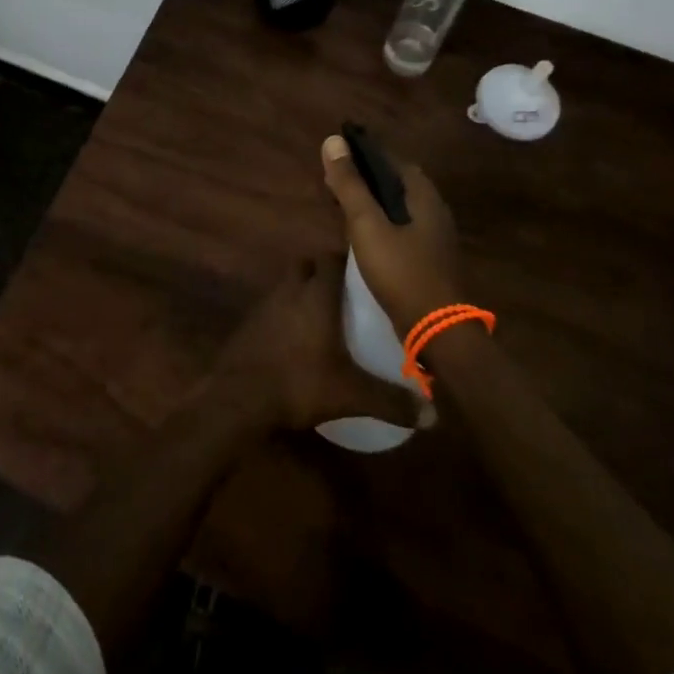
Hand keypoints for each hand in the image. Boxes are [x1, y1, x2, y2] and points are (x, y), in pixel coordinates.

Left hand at [214, 258, 419, 429]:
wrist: (240, 396)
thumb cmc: (300, 381)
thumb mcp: (351, 394)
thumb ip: (391, 400)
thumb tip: (433, 414)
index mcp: (317, 294)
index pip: (331, 258)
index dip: (346, 260)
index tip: (364, 270)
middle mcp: (290, 290)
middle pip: (306, 266)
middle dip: (323, 272)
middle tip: (345, 293)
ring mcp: (266, 304)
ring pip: (287, 285)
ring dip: (302, 292)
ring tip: (324, 316)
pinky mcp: (250, 323)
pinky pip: (273, 307)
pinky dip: (285, 314)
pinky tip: (296, 339)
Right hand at [321, 135, 464, 332]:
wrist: (436, 329)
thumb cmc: (401, 270)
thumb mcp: (367, 224)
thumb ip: (351, 185)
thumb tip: (333, 141)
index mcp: (424, 196)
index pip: (394, 160)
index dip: (367, 154)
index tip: (340, 156)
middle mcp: (435, 210)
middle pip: (398, 184)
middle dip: (368, 179)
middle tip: (337, 182)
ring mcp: (435, 238)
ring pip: (401, 208)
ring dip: (374, 203)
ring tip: (345, 206)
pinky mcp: (430, 260)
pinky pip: (403, 229)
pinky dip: (383, 224)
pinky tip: (365, 236)